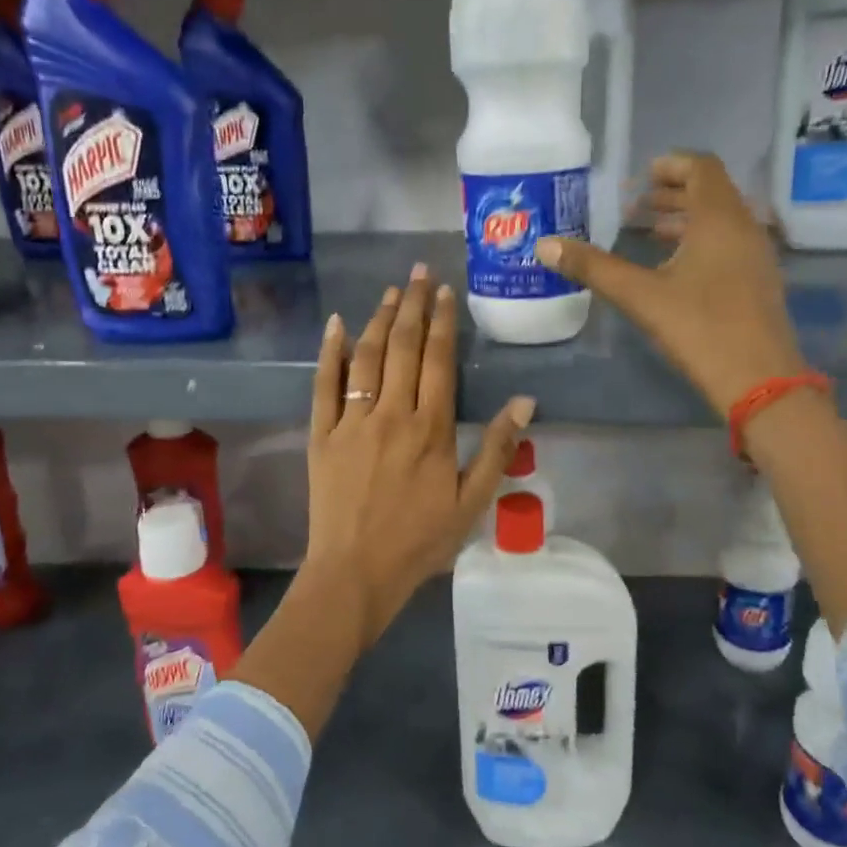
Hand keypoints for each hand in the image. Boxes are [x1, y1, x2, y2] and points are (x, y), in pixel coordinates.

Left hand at [305, 262, 534, 644]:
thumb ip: (497, 449)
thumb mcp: (472, 502)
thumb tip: (525, 401)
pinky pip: (324, 385)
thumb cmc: (419, 541)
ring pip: (366, 358)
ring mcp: (351, 422)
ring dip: (380, 320)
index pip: (438, 361)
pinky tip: (337, 325)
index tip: (445, 292)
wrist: (356, 573)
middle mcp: (390, 414)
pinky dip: (330, 352)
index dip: (443, 323)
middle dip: (413, 306)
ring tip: (391, 292)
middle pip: (404, 348)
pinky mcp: (321, 435)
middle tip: (420, 272)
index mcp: (430, 429)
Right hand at [533, 152, 803, 414]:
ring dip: (685, 220)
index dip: (672, 164)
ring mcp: (756, 256)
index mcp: (719, 218)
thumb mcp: (640, 296)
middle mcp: (744, 227)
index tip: (641, 177)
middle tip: (635, 207)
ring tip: (647, 235)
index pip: (702, 167)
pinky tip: (672, 270)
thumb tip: (545, 246)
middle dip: (672, 194)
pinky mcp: (758, 283)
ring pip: (720, 221)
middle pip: (711, 193)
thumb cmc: (699, 327)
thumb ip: (593, 267)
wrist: (759, 380)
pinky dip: (699, 243)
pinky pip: (728, 245)